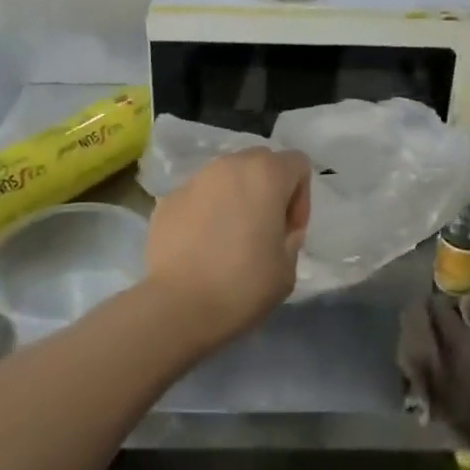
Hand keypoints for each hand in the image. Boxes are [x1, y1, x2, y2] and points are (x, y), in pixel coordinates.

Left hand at [142, 148, 311, 350]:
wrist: (179, 306)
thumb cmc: (244, 285)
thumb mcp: (288, 266)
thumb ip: (290, 237)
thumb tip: (278, 230)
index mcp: (265, 174)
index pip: (297, 164)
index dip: (301, 197)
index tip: (289, 231)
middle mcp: (229, 165)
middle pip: (260, 163)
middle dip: (268, 190)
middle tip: (264, 230)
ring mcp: (194, 180)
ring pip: (226, 178)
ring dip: (235, 198)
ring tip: (229, 238)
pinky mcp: (168, 199)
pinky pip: (198, 197)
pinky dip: (206, 212)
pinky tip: (201, 247)